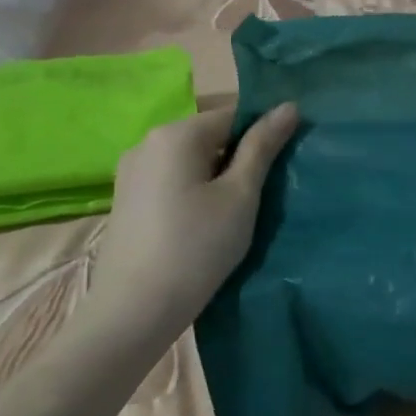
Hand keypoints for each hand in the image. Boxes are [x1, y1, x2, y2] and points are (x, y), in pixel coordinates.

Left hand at [89, 102, 298, 344]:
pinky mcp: (126, 198)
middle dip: (239, 157)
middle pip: (210, 135)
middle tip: (263, 194)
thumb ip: (263, 147)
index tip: (282, 167)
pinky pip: (171, 179)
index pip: (234, 114)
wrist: (135, 309)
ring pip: (190, 160)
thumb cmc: (198, 246)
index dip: (263, 135)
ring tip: (236, 212)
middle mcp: (147, 142)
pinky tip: (204, 223)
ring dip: (217, 176)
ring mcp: (131, 171)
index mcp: (176, 134)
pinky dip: (194, 190)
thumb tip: (288, 106)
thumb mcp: (240, 195)